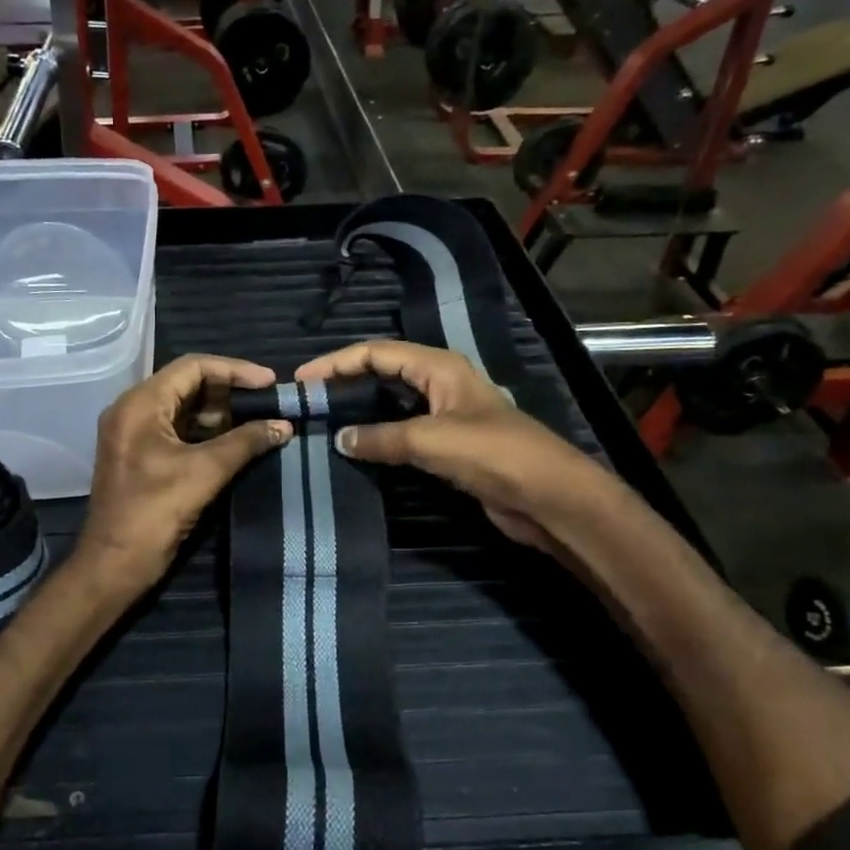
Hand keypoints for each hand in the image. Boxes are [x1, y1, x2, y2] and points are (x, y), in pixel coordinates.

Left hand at [77, 355, 292, 592]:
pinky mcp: (140, 456)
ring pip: (183, 408)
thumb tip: (284, 425)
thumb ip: (246, 442)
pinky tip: (236, 442)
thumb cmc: (155, 512)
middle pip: (187, 384)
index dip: (235, 370)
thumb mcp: (205, 472)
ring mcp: (134, 433)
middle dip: (230, 391)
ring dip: (220, 413)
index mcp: (140, 404)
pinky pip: (176, 430)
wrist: (115, 564)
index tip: (270, 382)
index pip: (193, 367)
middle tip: (267, 403)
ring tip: (258, 422)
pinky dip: (206, 432)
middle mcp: (132, 410)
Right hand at [294, 340, 613, 552]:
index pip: (377, 352)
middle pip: (383, 373)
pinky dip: (379, 438)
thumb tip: (340, 439)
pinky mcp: (449, 446)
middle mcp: (441, 384)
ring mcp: (446, 415)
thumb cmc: (491, 453)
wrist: (546, 496)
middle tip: (310, 402)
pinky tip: (358, 449)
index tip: (302, 380)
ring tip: (324, 423)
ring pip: (393, 404)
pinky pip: (404, 433)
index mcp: (439, 367)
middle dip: (346, 383)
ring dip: (361, 411)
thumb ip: (381, 438)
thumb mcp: (430, 440)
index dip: (337, 362)